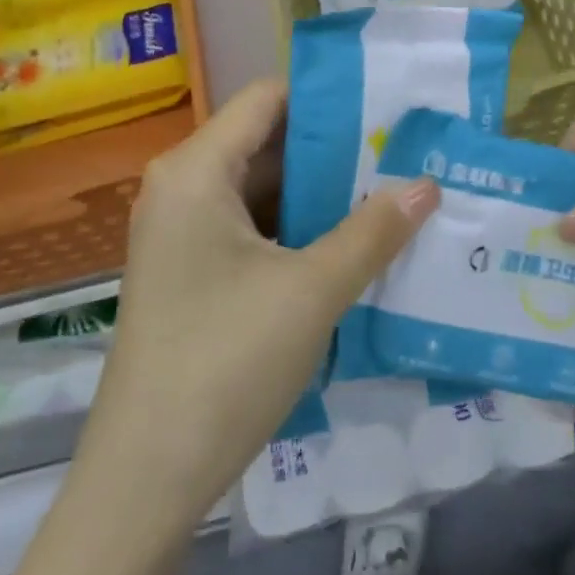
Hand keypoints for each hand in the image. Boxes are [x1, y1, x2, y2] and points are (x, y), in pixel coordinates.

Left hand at [80, 79, 437, 527]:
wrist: (146, 476)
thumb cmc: (226, 362)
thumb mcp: (313, 290)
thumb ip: (374, 231)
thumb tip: (428, 184)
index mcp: (196, 170)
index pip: (268, 99)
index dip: (329, 99)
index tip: (389, 109)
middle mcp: (182, 188)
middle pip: (266, 144)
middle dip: (335, 151)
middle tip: (404, 155)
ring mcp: (182, 234)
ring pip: (262, 191)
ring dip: (321, 195)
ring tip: (391, 195)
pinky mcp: (190, 274)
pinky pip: (251, 231)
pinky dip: (298, 232)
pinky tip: (351, 246)